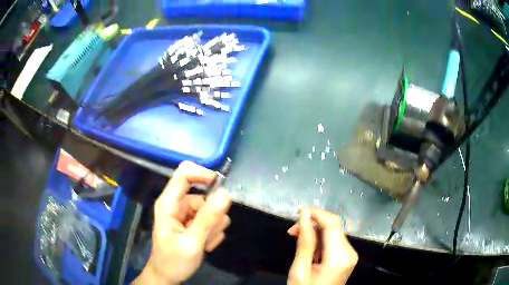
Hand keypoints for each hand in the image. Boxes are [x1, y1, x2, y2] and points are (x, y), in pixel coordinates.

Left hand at [134, 161, 231, 283]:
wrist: (169, 276)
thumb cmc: (173, 261)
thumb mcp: (191, 243)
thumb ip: (208, 219)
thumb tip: (226, 193)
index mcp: (169, 203)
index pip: (185, 173)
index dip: (203, 174)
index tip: (221, 187)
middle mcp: (179, 205)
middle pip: (204, 196)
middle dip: (212, 216)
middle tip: (207, 235)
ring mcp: (188, 215)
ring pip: (212, 211)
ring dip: (213, 228)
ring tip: (203, 243)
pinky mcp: (195, 224)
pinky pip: (213, 222)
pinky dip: (212, 234)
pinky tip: (204, 246)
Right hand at [287, 208, 357, 284]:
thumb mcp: (300, 269)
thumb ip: (305, 242)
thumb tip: (305, 215)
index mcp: (340, 257)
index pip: (332, 224)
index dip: (317, 213)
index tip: (298, 211)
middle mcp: (349, 252)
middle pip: (333, 227)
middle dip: (313, 223)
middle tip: (292, 231)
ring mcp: (349, 255)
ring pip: (333, 232)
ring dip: (315, 231)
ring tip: (296, 237)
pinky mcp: (345, 257)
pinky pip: (333, 241)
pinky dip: (319, 240)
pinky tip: (308, 247)